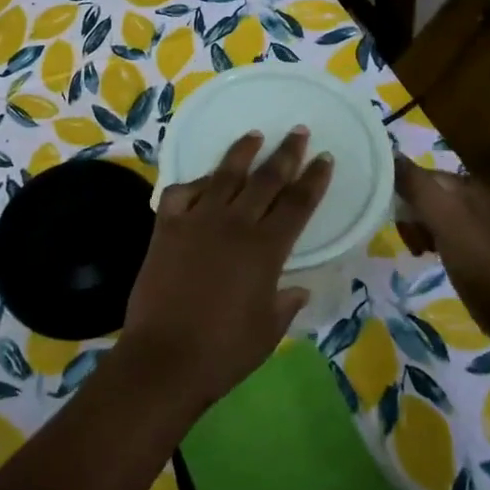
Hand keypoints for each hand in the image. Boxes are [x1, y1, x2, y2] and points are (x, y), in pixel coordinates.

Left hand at [117, 129, 332, 415]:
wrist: (165, 358)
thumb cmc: (224, 350)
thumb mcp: (268, 329)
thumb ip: (286, 303)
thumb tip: (298, 288)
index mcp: (266, 249)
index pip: (298, 203)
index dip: (314, 179)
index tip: (324, 157)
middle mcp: (233, 224)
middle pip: (265, 179)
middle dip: (285, 153)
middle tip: (297, 131)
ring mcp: (196, 221)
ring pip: (223, 175)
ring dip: (241, 153)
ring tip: (253, 135)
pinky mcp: (165, 228)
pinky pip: (180, 193)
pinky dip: (193, 183)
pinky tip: (201, 182)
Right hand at [393, 156, 489, 313]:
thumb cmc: (477, 258)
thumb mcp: (444, 217)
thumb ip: (417, 185)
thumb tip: (389, 153)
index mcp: (466, 186)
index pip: (421, 175)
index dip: (401, 191)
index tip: (391, 214)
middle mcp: (470, 199)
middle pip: (424, 195)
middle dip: (409, 214)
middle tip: (410, 238)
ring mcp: (473, 224)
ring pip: (429, 216)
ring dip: (417, 230)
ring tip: (418, 250)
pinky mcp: (471, 247)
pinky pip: (440, 234)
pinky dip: (429, 242)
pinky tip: (427, 256)